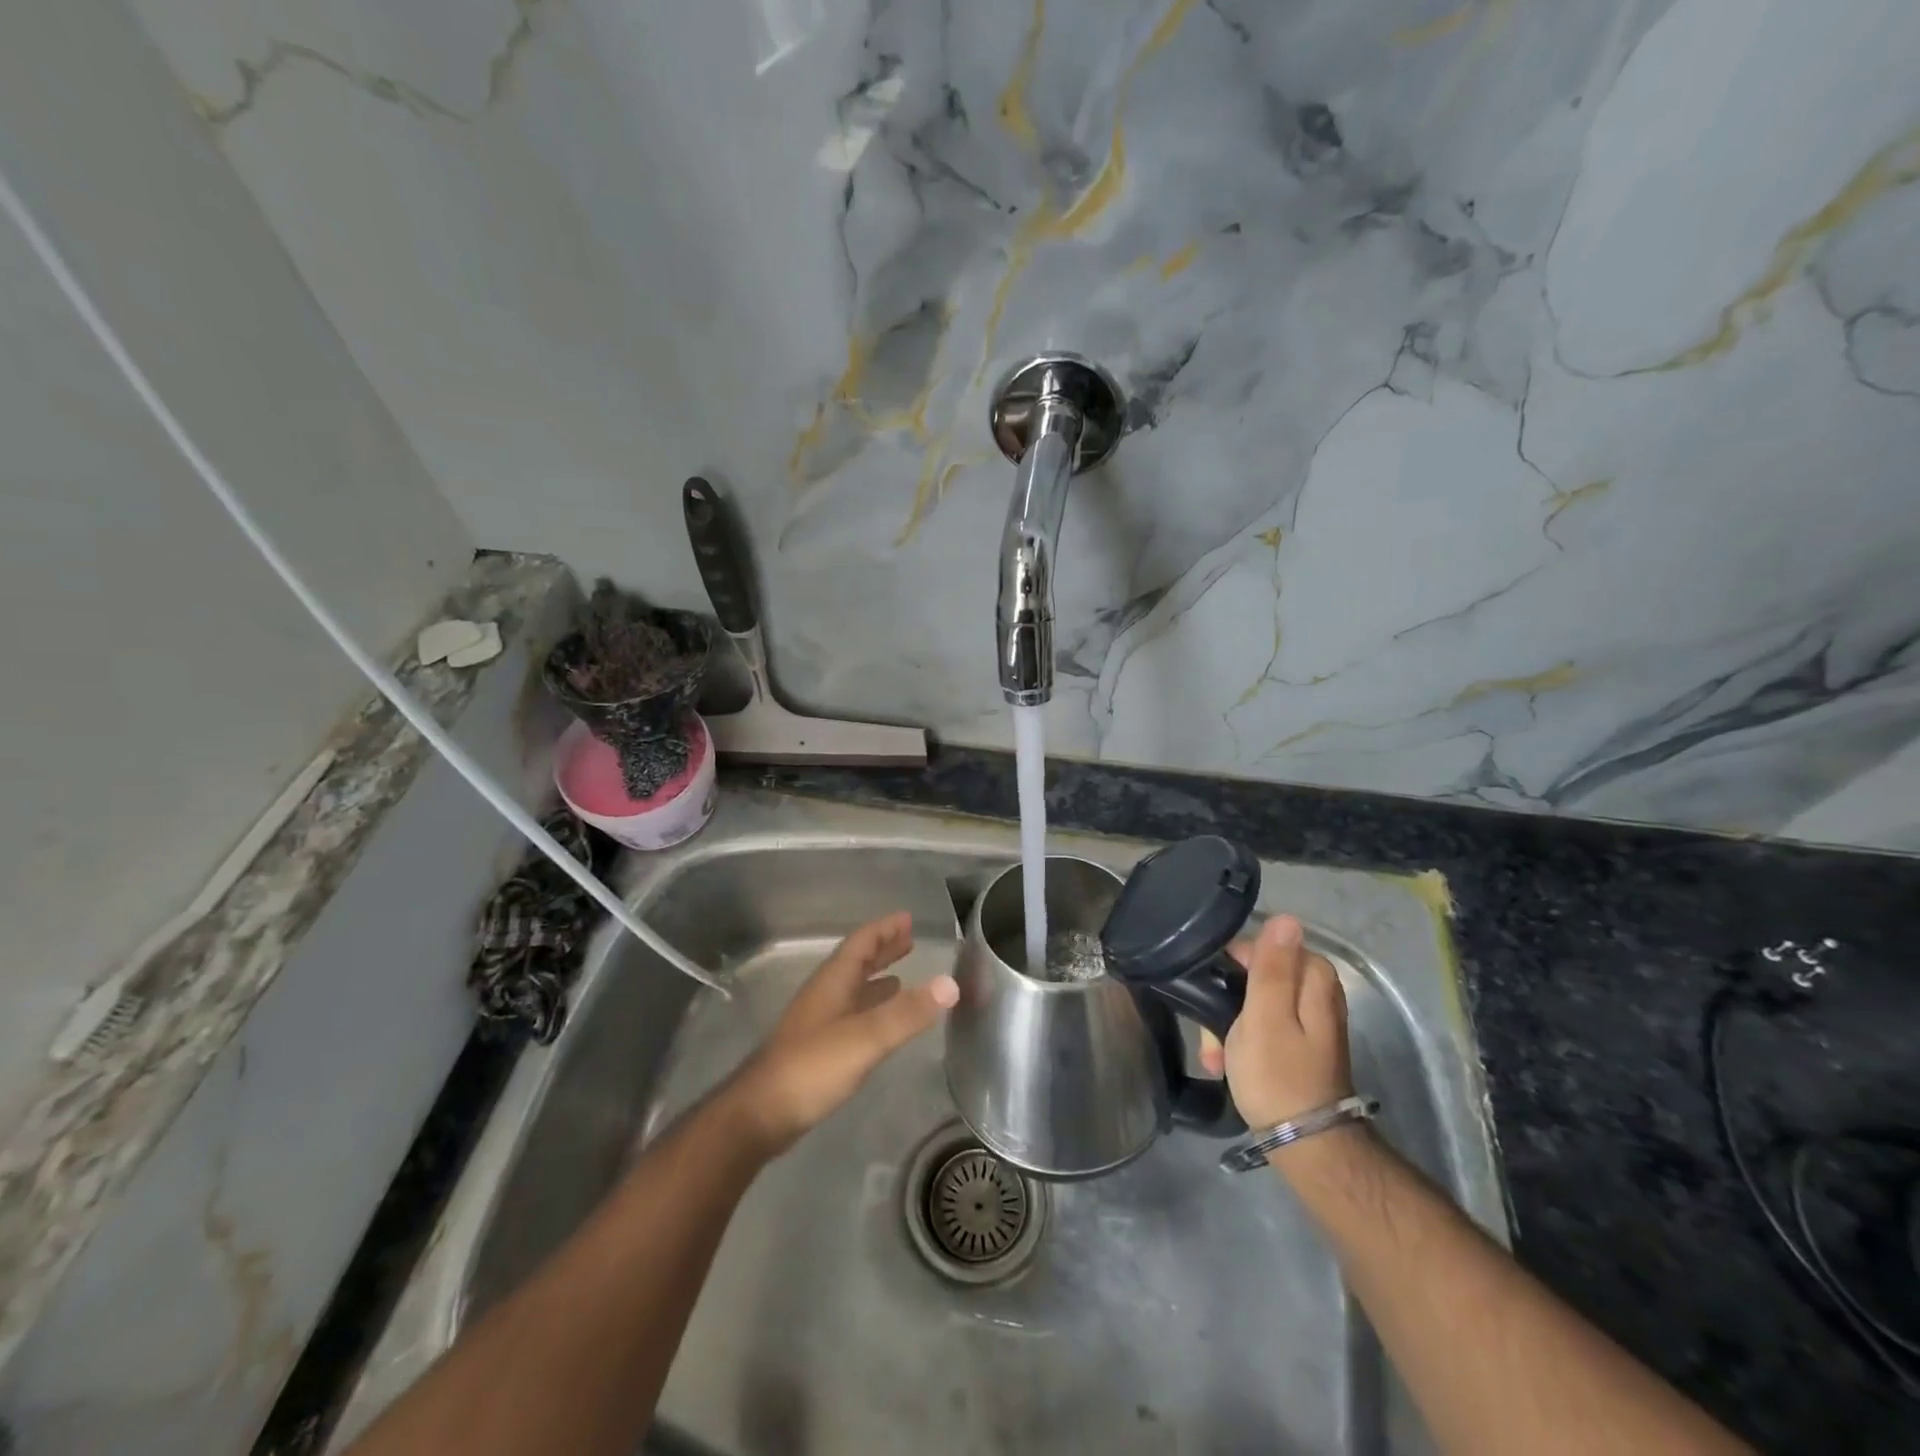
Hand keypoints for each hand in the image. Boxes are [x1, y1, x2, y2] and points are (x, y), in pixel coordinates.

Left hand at [721, 912, 958, 1156]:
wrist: (761, 1114)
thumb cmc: (812, 1066)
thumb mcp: (866, 1037)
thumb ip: (908, 1012)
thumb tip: (951, 983)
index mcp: (833, 982)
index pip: (861, 943)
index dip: (884, 929)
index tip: (907, 918)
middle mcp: (825, 995)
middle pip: (856, 963)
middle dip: (883, 950)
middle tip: (909, 940)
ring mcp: (819, 1023)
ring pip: (853, 990)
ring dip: (877, 980)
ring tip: (903, 978)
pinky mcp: (818, 1050)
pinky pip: (851, 1016)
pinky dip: (871, 1010)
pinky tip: (881, 1025)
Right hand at [1198, 915, 1354, 1128]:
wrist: (1306, 1146)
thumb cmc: (1278, 1076)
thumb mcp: (1265, 1016)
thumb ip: (1272, 966)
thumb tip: (1285, 918)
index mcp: (1313, 979)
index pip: (1263, 946)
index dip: (1232, 965)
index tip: (1211, 990)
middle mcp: (1316, 993)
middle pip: (1257, 975)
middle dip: (1226, 1001)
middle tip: (1211, 1033)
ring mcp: (1308, 1020)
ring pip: (1254, 1002)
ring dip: (1228, 1024)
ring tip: (1214, 1055)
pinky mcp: (1299, 1044)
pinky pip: (1262, 1026)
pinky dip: (1241, 1040)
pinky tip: (1226, 1063)